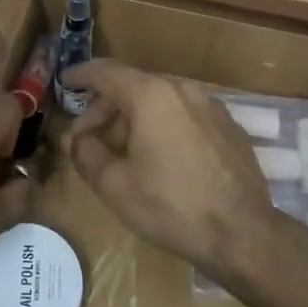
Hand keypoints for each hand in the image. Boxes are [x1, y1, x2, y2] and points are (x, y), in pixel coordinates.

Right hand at [62, 60, 274, 273]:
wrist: (243, 234)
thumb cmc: (170, 206)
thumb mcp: (113, 185)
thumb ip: (85, 153)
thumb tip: (78, 138)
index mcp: (150, 95)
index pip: (106, 71)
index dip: (81, 75)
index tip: (65, 82)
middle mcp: (182, 89)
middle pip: (133, 85)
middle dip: (106, 107)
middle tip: (89, 135)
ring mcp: (211, 106)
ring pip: (161, 100)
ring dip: (135, 117)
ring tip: (123, 150)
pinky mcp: (229, 126)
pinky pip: (185, 114)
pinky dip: (164, 125)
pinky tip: (160, 157)